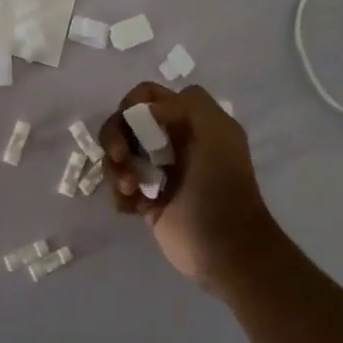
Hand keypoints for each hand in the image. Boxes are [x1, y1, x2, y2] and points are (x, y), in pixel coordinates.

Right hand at [99, 82, 283, 291]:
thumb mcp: (216, 132)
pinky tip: (133, 207)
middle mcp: (172, 140)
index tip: (130, 122)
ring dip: (116, 168)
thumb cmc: (222, 185)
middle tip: (119, 157)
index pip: (149, 96)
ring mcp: (158, 171)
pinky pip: (119, 186)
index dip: (133, 103)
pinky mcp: (147, 199)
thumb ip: (184, 105)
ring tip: (130, 189)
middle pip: (126, 123)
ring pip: (118, 154)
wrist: (226, 247)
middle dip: (116, 136)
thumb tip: (143, 111)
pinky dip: (120, 194)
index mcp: (190, 120)